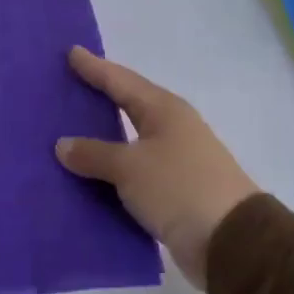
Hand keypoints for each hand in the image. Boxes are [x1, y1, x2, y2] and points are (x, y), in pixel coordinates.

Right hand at [56, 47, 258, 288]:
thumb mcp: (130, 167)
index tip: (71, 52)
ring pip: (129, 143)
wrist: (230, 241)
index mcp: (164, 111)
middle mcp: (172, 130)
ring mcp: (176, 162)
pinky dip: (110, 174)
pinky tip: (87, 178)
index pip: (121, 82)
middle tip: (65, 90)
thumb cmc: (178, 188)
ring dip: (101, 142)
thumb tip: (63, 144)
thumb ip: (94, 154)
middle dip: (98, 100)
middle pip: (128, 107)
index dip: (95, 68)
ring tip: (67, 135)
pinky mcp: (174, 192)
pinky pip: (132, 175)